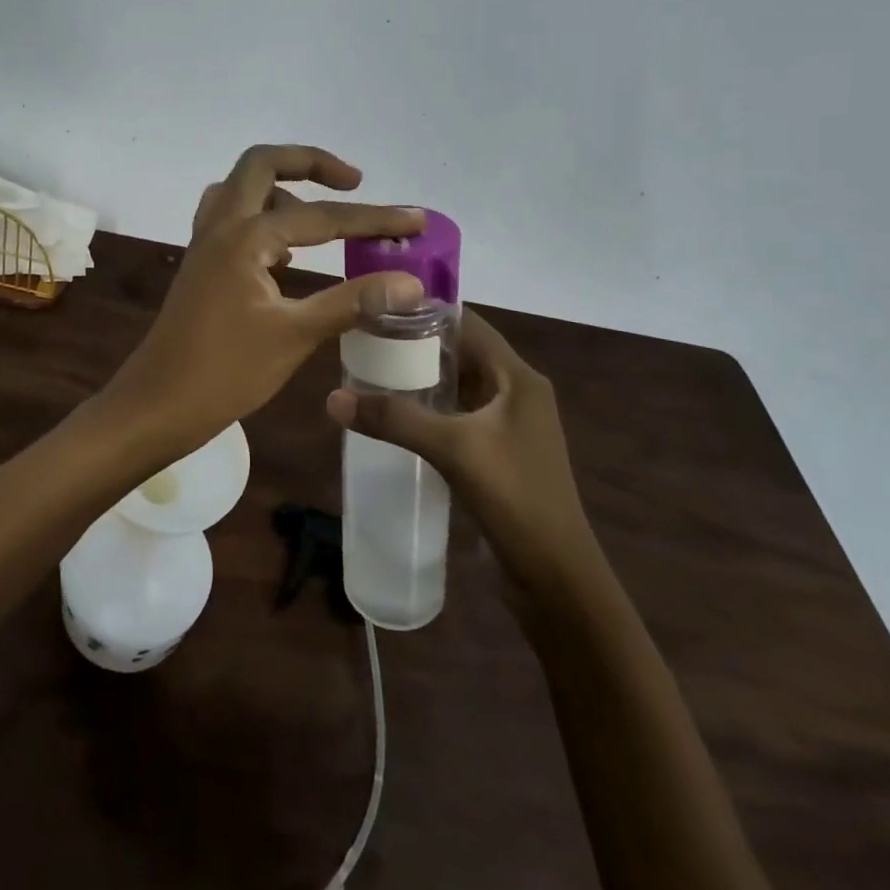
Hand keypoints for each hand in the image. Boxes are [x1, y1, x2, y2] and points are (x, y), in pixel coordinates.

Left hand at [105, 145, 425, 458]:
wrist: (156, 405)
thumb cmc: (224, 373)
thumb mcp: (294, 336)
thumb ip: (352, 303)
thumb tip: (411, 283)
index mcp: (244, 237)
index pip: (321, 217)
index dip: (373, 218)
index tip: (416, 220)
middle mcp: (220, 227)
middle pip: (261, 164)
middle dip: (309, 164)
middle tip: (352, 182)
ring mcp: (204, 244)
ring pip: (241, 190)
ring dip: (281, 190)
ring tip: (320, 222)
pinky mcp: (201, 265)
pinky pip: (231, 220)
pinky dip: (262, 219)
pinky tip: (287, 255)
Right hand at [327, 308, 594, 576]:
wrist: (557, 579)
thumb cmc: (515, 498)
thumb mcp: (453, 450)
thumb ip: (394, 419)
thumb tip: (332, 397)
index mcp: (518, 378)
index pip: (469, 324)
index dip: (426, 312)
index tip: (379, 309)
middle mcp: (517, 393)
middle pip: (461, 352)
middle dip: (416, 346)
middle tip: (366, 342)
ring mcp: (510, 425)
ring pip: (459, 386)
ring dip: (422, 379)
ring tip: (372, 374)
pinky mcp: (499, 452)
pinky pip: (459, 416)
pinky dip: (430, 410)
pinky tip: (396, 418)